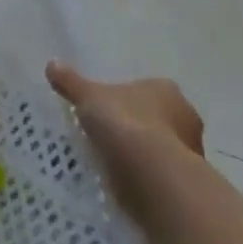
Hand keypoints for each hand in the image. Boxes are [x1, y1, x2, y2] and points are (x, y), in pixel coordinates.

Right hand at [46, 63, 203, 211]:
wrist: (151, 173)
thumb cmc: (123, 123)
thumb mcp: (87, 96)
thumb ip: (71, 82)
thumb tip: (52, 64)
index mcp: (165, 90)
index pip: (147, 89)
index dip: (127, 97)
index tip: (107, 108)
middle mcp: (186, 115)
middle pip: (158, 117)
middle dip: (138, 124)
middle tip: (109, 133)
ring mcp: (190, 149)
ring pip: (162, 145)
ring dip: (143, 151)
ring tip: (114, 159)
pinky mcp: (186, 179)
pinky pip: (160, 171)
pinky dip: (146, 174)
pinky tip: (125, 178)